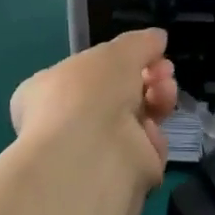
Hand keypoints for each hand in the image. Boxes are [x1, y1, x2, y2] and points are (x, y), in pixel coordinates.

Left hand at [8, 29, 177, 186]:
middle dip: (149, 77)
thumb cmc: (90, 93)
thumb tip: (158, 38)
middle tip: (165, 71)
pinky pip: (145, 149)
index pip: (87, 72)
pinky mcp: (119, 176)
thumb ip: (140, 42)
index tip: (148, 53)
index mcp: (49, 90)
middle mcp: (68, 122)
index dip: (120, 61)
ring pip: (138, 120)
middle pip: (120, 94)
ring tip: (165, 92)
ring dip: (158, 101)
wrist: (91, 155)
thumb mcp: (117, 52)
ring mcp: (94, 151)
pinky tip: (149, 132)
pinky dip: (152, 138)